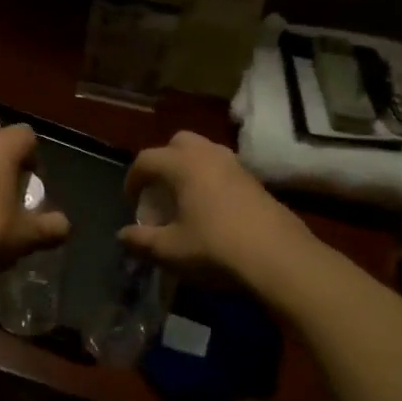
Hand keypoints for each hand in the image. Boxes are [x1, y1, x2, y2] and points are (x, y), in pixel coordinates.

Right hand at [119, 131, 313, 287]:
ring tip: (185, 198)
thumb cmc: (215, 249)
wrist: (278, 258)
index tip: (131, 201)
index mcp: (182, 164)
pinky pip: (224, 168)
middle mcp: (208, 155)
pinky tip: (212, 209)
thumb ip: (141, 241)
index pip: (146, 159)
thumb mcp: (170, 250)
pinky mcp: (256, 181)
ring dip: (189, 168)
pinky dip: (211, 179)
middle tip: (159, 190)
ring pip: (205, 152)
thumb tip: (123, 235)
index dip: (133, 178)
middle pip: (178, 143)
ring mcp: (236, 165)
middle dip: (163, 161)